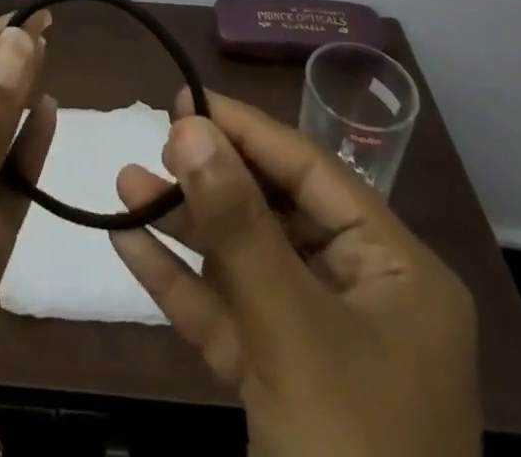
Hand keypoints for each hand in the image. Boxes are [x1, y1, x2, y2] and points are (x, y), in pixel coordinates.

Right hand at [110, 91, 479, 456]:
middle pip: (277, 214)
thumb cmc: (353, 454)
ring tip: (124, 184)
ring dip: (186, 228)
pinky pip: (232, 317)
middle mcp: (364, 296)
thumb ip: (238, 225)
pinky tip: (130, 247)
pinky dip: (184, 287)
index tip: (186, 99)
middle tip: (152, 139)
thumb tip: (190, 126)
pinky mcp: (284, 386)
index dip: (247, 130)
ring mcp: (322, 344)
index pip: (312, 172)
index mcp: (396, 271)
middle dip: (210, 180)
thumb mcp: (293, 330)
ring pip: (247, 264)